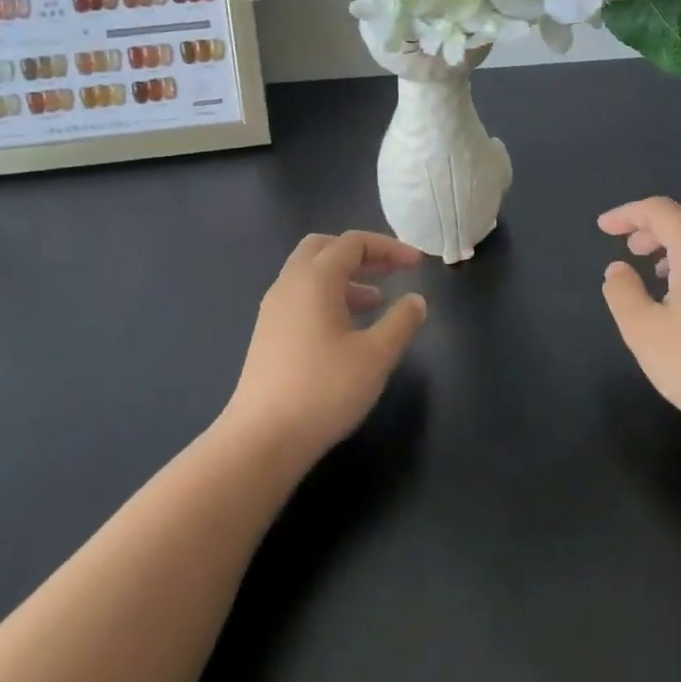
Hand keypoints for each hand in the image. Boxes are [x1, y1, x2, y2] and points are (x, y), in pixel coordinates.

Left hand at [224, 230, 426, 468]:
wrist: (262, 439)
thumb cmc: (324, 390)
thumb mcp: (376, 356)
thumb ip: (401, 322)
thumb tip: (415, 300)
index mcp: (315, 279)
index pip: (353, 242)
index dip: (389, 247)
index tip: (418, 264)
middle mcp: (289, 284)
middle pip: (325, 247)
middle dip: (361, 254)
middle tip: (390, 270)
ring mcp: (274, 309)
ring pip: (311, 273)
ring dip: (345, 277)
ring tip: (377, 301)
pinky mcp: (268, 334)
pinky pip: (301, 296)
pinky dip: (329, 297)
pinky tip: (348, 329)